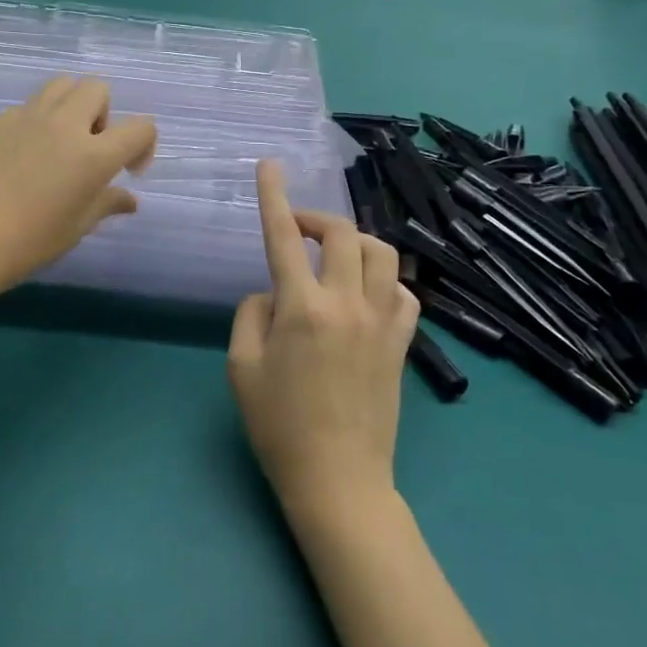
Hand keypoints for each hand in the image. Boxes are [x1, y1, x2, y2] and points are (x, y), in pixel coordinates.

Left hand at [0, 77, 155, 303]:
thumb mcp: (74, 229)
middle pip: (97, 88)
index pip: (141, 127)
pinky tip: (22, 156)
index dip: (145, 146)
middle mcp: (64, 124)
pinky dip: (38, 120)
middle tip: (91, 150)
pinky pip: (29, 105)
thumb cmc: (24, 244)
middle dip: (105, 114)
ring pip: (62, 84)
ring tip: (60, 142)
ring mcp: (27, 117)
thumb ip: (106, 204)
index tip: (128, 171)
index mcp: (93, 154)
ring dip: (72, 105)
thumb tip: (129, 199)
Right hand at [228, 162, 418, 522]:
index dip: (274, 195)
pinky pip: (404, 293)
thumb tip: (274, 292)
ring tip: (335, 258)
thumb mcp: (242, 368)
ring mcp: (381, 322)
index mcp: (302, 308)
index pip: (285, 237)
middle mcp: (346, 304)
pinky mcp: (402, 343)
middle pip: (343, 233)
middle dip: (317, 218)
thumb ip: (252, 313)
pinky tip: (368, 294)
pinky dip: (386, 282)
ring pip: (383, 254)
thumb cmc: (279, 427)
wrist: (339, 482)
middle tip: (299, 229)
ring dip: (356, 243)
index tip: (270, 165)